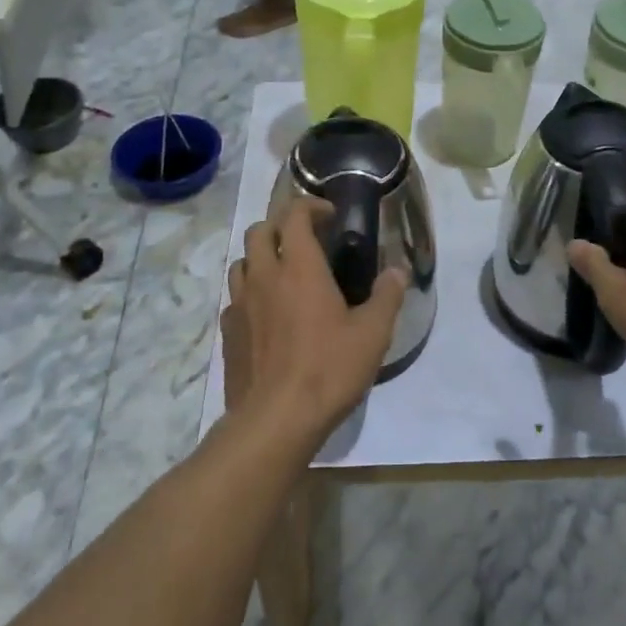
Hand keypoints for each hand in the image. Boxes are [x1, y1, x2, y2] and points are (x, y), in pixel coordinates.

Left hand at [221, 198, 407, 448]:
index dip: (310, 206)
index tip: (329, 215)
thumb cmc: (328, 369)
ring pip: (241, 261)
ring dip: (261, 256)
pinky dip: (250, 292)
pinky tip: (267, 312)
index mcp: (300, 268)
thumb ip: (387, 296)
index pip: (294, 216)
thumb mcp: (373, 334)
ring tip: (283, 271)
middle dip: (281, 225)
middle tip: (306, 238)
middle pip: (259, 231)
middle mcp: (264, 276)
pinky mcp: (228, 333)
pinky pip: (235, 297)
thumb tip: (397, 271)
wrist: (276, 420)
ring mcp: (240, 304)